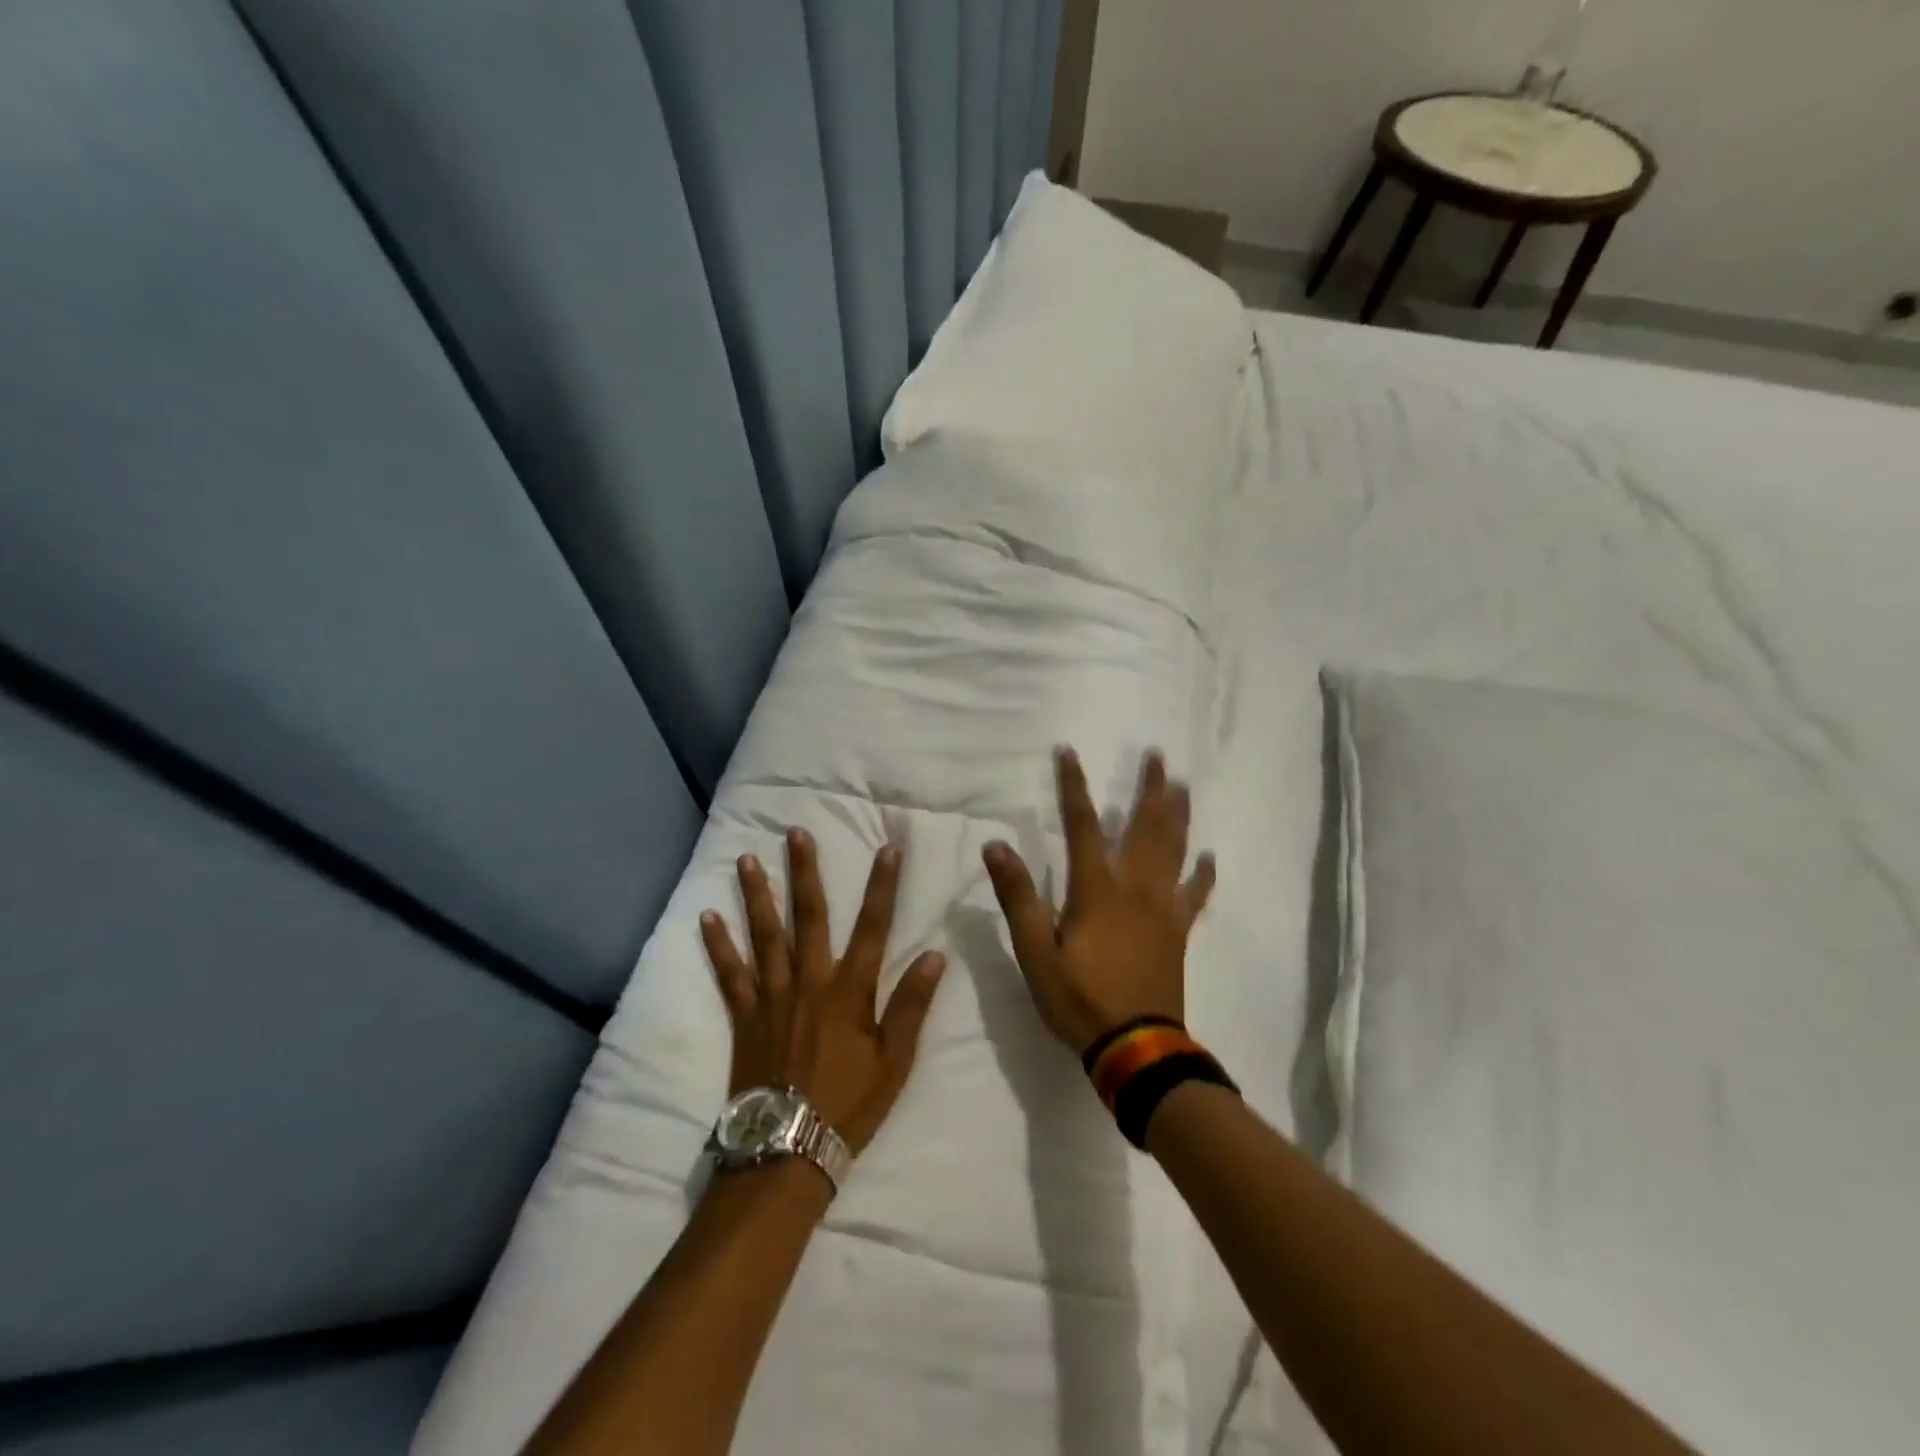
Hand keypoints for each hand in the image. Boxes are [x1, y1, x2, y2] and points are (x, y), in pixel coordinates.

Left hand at [701, 830, 946, 1155]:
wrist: (787, 1150)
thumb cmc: (848, 1104)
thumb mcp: (895, 1061)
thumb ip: (912, 1005)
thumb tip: (933, 955)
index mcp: (849, 991)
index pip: (873, 927)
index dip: (883, 886)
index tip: (889, 848)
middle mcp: (809, 982)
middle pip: (809, 917)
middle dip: (805, 871)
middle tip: (796, 833)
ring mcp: (772, 997)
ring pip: (764, 935)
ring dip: (758, 894)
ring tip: (748, 858)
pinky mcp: (744, 1017)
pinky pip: (729, 974)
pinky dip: (718, 945)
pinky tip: (707, 917)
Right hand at [983, 749, 1215, 1054]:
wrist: (1136, 1046)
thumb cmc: (1079, 998)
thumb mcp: (1036, 951)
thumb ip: (1018, 897)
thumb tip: (996, 846)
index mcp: (1097, 890)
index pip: (1083, 825)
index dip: (1074, 787)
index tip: (1069, 752)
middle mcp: (1135, 888)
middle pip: (1145, 828)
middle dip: (1150, 789)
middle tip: (1158, 756)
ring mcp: (1162, 909)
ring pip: (1174, 851)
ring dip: (1178, 816)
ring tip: (1183, 787)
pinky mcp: (1178, 932)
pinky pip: (1194, 895)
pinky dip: (1201, 874)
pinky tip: (1208, 858)